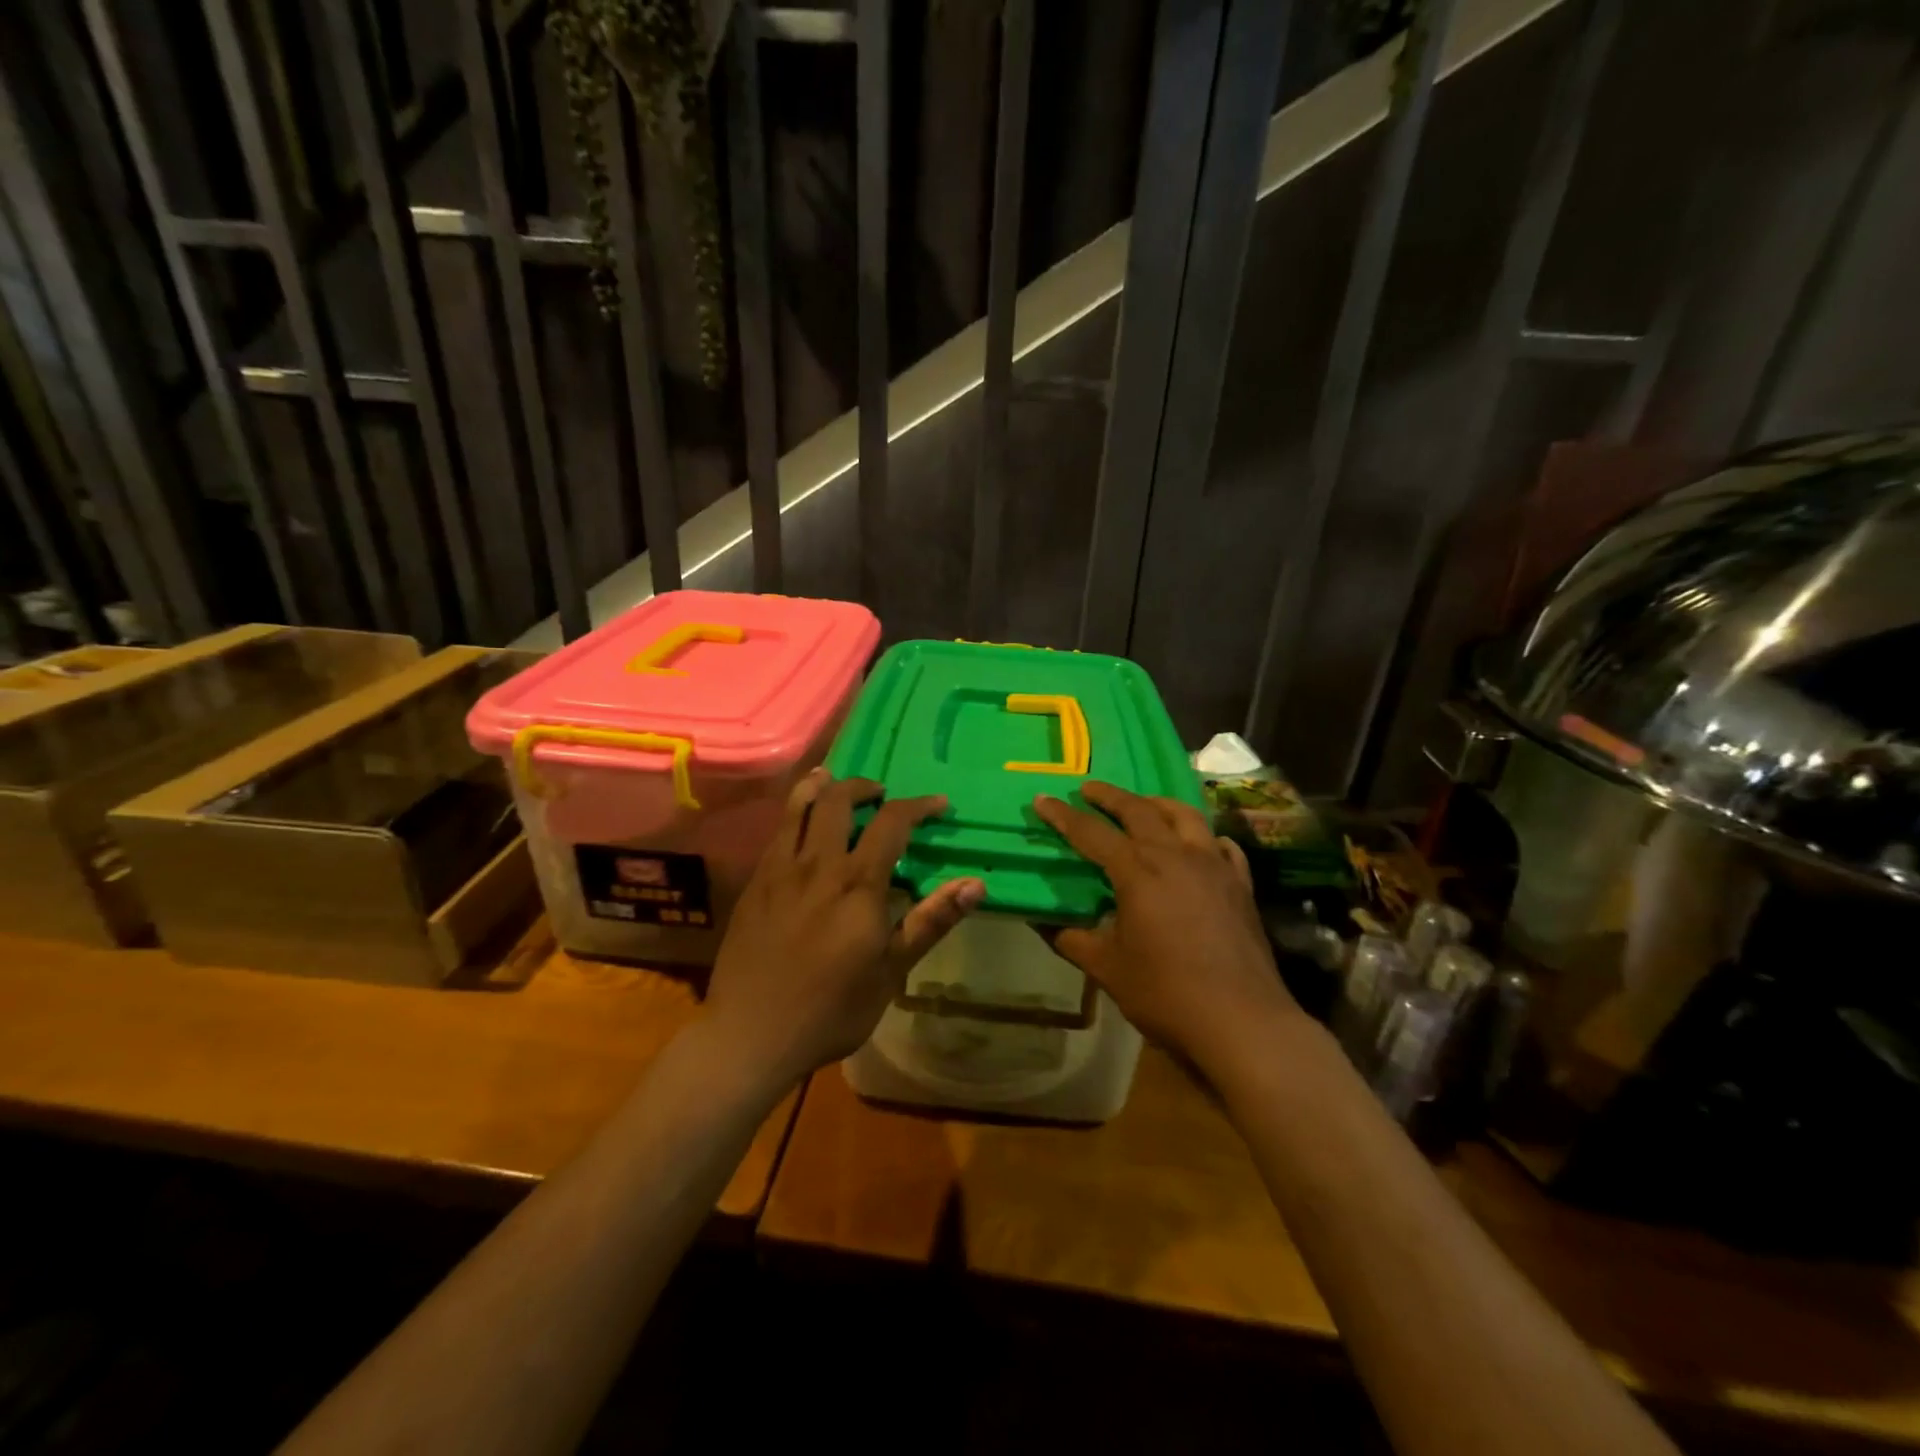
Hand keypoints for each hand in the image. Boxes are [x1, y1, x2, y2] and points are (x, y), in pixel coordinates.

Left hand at [703, 771, 983, 1089]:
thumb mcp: (890, 972)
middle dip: (865, 786)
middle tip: (882, 794)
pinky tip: (803, 827)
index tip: (938, 804)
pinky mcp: (754, 883)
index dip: (918, 806)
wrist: (750, 1035)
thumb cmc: (830, 1010)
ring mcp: (779, 870)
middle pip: (838, 799)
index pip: (891, 823)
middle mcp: (817, 864)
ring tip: (836, 783)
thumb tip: (975, 884)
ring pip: (798, 806)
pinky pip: (778, 832)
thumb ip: (930, 921)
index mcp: (856, 884)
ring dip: (822, 786)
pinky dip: (795, 812)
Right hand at [1035, 782, 1298, 1070]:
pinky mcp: (1240, 885)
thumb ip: (1073, 939)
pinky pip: (1221, 845)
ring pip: (1185, 816)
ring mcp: (1214, 866)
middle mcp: (1176, 856)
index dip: (1063, 816)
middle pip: (1139, 811)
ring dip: (1157, 804)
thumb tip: (1044, 922)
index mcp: (1138, 872)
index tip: (1042, 800)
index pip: (1092, 833)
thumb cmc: (1166, 993)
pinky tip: (1199, 844)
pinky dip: (1203, 836)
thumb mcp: (1107, 969)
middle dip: (1110, 796)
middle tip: (1089, 789)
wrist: (1241, 1022)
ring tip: (1142, 804)